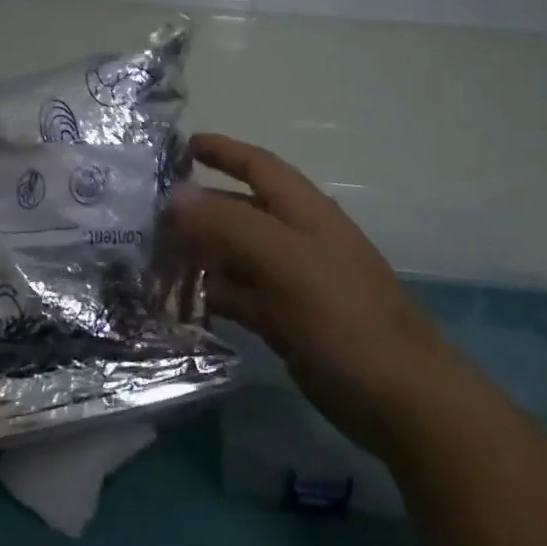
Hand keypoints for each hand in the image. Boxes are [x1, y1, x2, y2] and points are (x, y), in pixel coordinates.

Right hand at [170, 134, 453, 454]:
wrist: (401, 399)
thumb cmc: (345, 316)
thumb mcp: (286, 260)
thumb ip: (229, 224)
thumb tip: (176, 196)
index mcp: (304, 212)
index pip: (258, 166)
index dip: (223, 151)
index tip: (181, 146)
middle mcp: (295, 240)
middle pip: (239, 211)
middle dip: (197, 208)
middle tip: (145, 214)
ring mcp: (290, 282)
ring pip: (234, 255)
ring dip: (197, 252)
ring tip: (149, 256)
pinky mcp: (284, 322)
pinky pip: (238, 295)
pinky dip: (210, 293)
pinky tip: (176, 299)